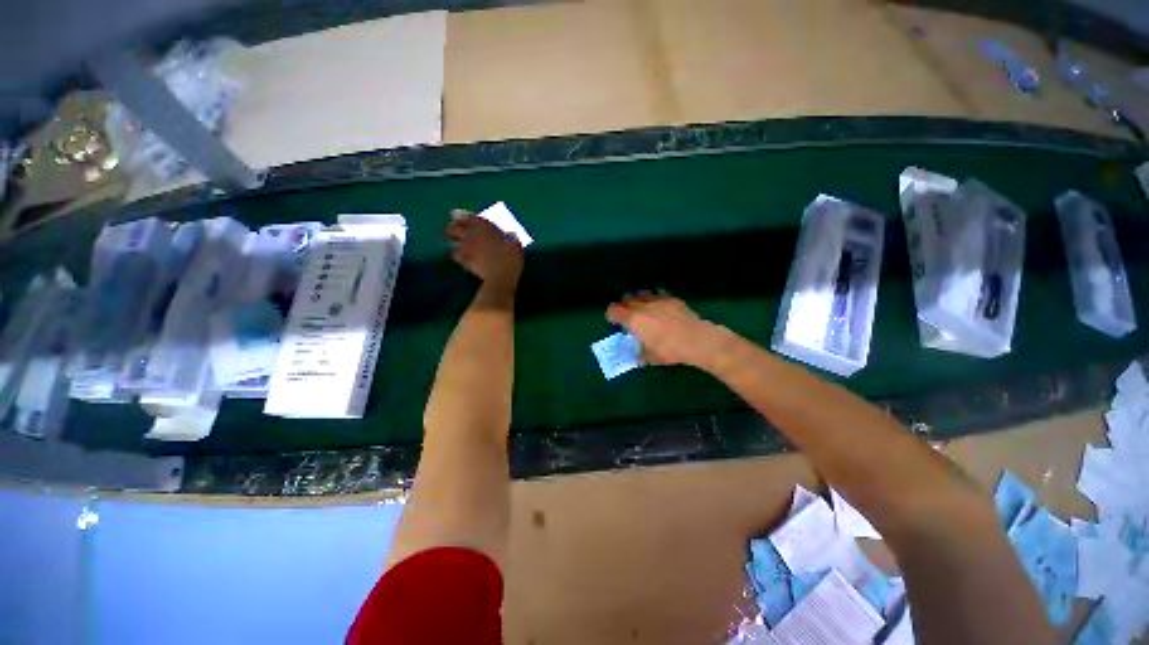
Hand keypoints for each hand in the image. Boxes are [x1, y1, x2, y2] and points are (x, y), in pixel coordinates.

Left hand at [445, 210, 523, 289]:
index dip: (468, 219)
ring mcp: (465, 245)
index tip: (466, 220)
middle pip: (454, 226)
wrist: (501, 275)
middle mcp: (472, 232)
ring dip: (452, 240)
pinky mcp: (462, 258)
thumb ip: (508, 237)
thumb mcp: (515, 244)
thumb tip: (510, 236)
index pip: (471, 217)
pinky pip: (454, 254)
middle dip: (454, 227)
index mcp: (485, 226)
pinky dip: (457, 255)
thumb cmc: (511, 257)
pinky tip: (461, 257)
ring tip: (455, 243)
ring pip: (450, 239)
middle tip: (456, 230)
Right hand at [605, 292, 721, 367]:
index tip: (614, 321)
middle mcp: (642, 306)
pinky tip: (660, 307)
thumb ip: (640, 354)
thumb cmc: (669, 350)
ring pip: (641, 293)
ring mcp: (657, 299)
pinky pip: (657, 294)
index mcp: (633, 320)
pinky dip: (655, 299)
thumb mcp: (650, 357)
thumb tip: (637, 356)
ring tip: (643, 308)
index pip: (613, 310)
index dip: (611, 315)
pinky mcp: (671, 298)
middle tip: (628, 316)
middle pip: (625, 298)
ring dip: (638, 299)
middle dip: (624, 306)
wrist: (695, 340)